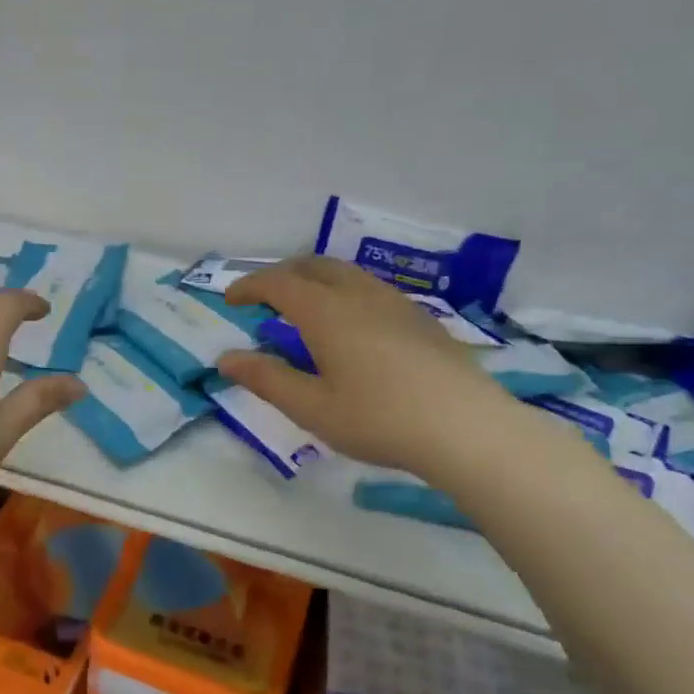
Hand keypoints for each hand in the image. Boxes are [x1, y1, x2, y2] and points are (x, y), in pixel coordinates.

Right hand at [218, 257, 498, 473]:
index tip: (231, 299)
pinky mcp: (420, 318)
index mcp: (326, 312)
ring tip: (304, 308)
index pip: (278, 283)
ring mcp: (394, 302)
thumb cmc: (380, 419)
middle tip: (263, 298)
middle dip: (281, 274)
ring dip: (314, 279)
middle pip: (313, 266)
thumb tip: (226, 359)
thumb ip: (266, 379)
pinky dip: (343, 291)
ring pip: (345, 273)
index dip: (249, 285)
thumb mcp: (312, 408)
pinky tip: (351, 326)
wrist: (467, 428)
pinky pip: (370, 288)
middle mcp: (359, 295)